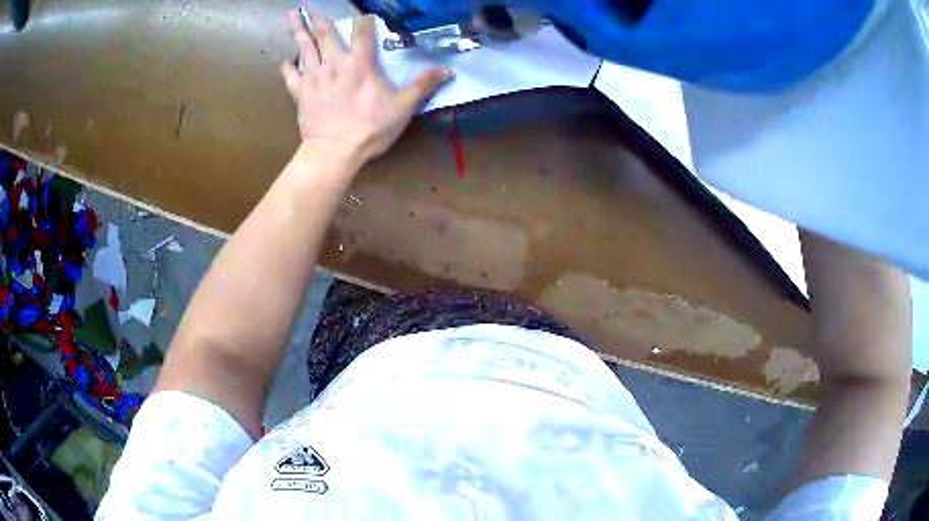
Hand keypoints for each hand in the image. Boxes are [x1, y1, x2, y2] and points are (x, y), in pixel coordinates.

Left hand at [281, 12, 452, 162]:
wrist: (335, 151)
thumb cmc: (371, 129)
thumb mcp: (403, 107)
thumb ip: (423, 85)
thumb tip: (448, 69)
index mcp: (361, 65)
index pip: (362, 34)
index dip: (364, 22)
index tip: (363, 16)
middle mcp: (335, 64)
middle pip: (326, 36)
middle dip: (320, 20)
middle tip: (310, 7)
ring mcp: (314, 78)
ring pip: (304, 49)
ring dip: (298, 31)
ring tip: (291, 17)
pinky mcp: (300, 93)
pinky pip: (291, 76)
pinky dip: (287, 67)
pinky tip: (285, 60)